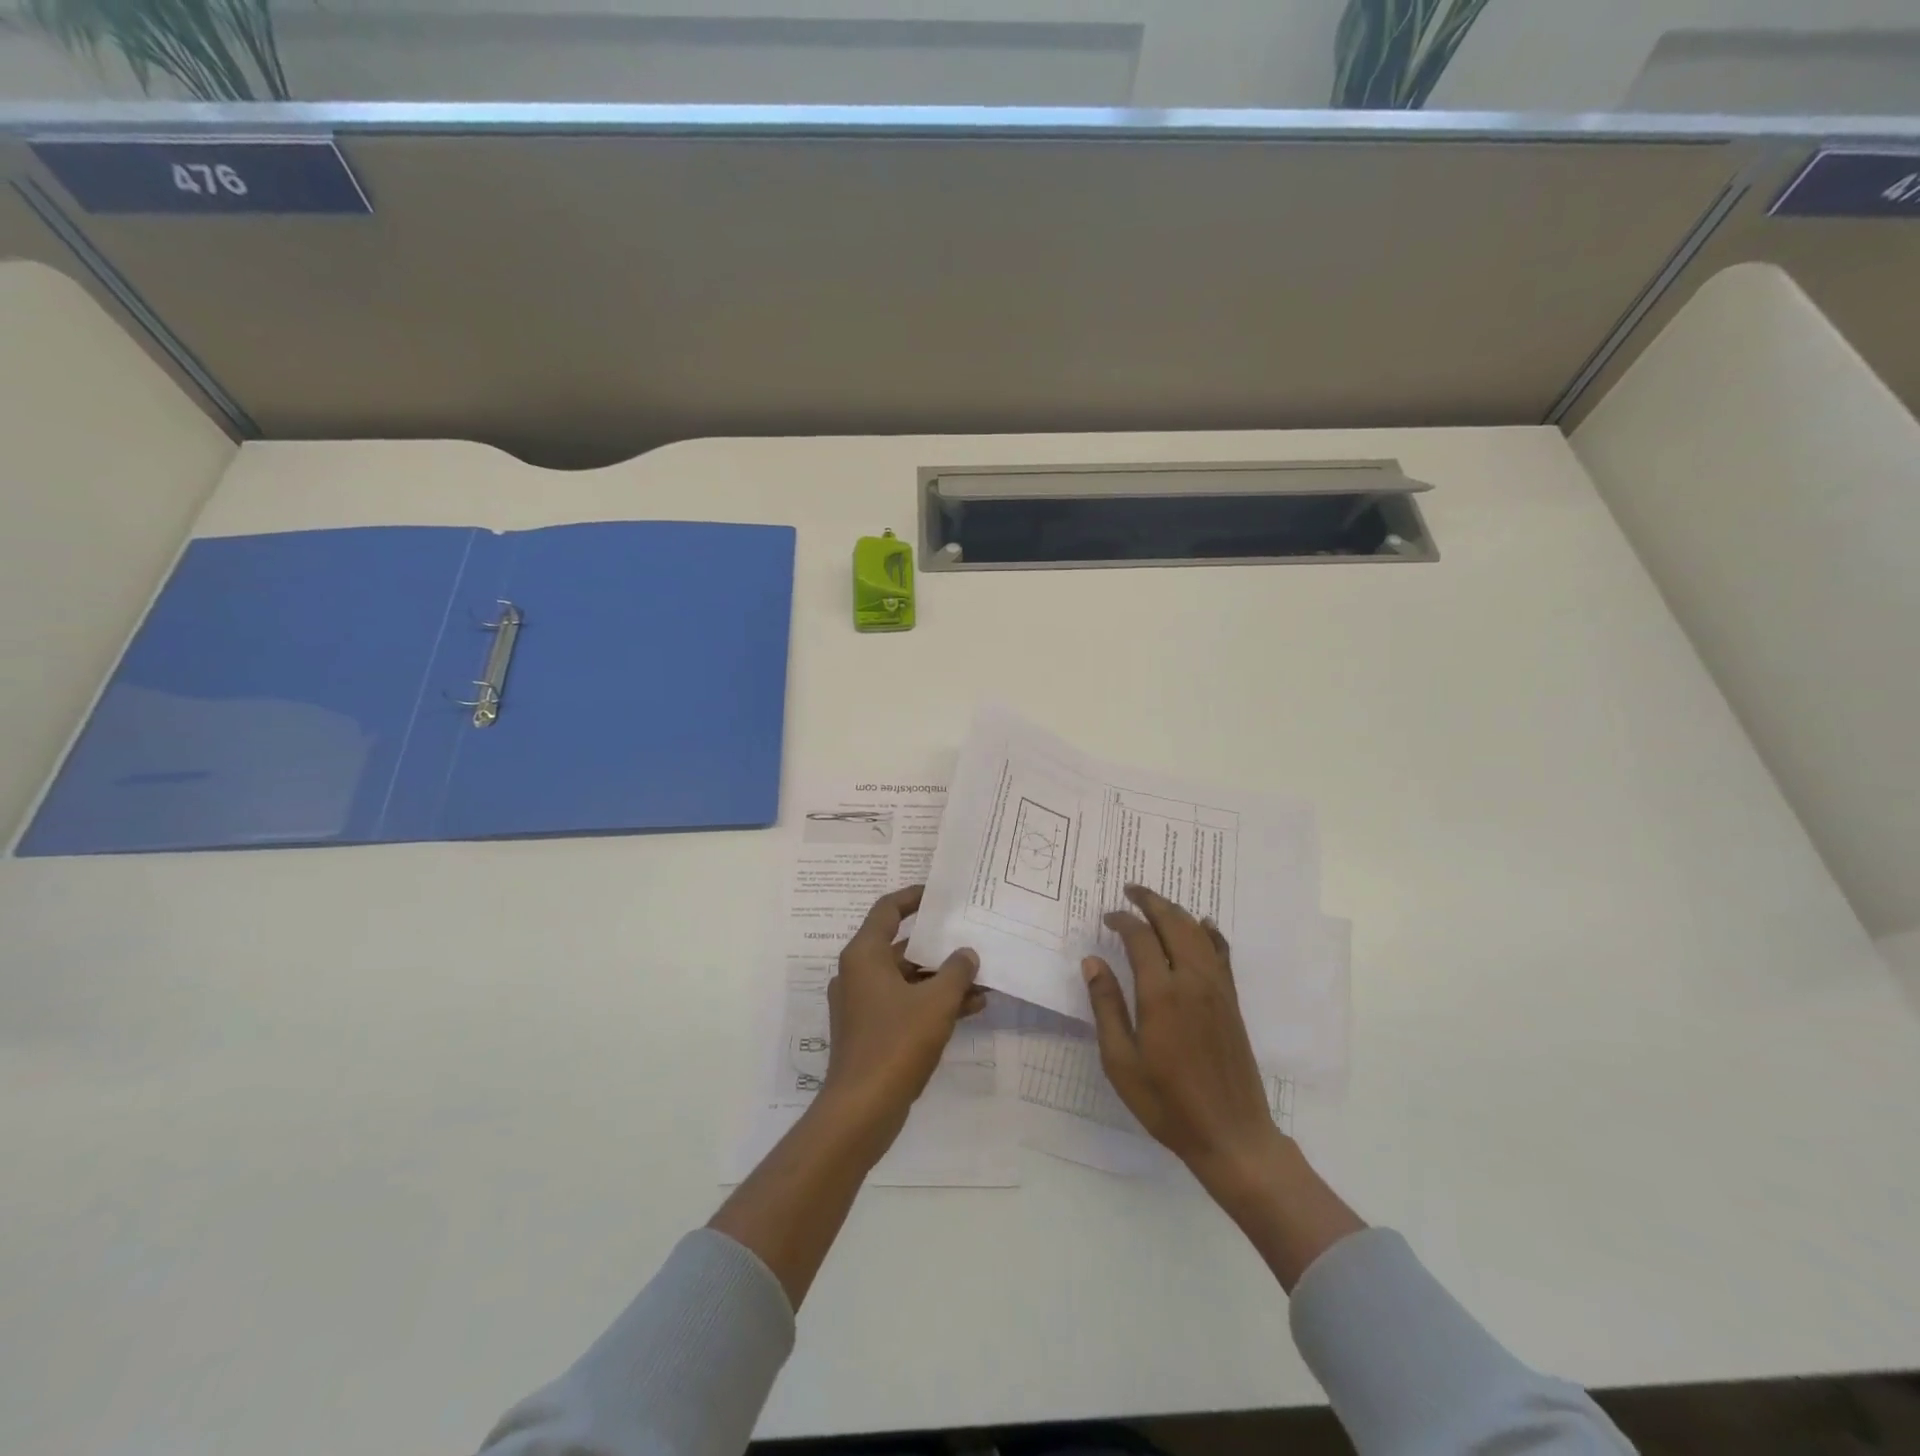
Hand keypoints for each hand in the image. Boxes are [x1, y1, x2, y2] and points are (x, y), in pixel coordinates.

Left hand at [820, 885, 983, 1151]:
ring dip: (941, 978)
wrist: (862, 1109)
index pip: (888, 910)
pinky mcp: (870, 1031)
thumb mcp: (936, 1002)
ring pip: (907, 979)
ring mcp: (862, 1005)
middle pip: (901, 947)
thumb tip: (966, 953)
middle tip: (970, 936)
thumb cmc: (897, 1042)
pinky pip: (905, 1004)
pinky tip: (971, 1008)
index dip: (913, 897)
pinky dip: (932, 1002)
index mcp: (864, 955)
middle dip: (939, 946)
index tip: (939, 893)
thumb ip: (956, 971)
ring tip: (982, 978)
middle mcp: (858, 974)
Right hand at [1083, 885, 1286, 1190]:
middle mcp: (1192, 981)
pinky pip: (1221, 953)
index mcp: (1161, 994)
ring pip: (1199, 933)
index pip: (1141, 938)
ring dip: (1177, 912)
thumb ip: (1107, 1006)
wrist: (1231, 1134)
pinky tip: (1204, 925)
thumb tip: (1092, 961)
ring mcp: (1218, 989)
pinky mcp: (1232, 1002)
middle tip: (1131, 890)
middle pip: (1174, 924)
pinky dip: (1210, 933)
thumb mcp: (1121, 1061)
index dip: (1123, 920)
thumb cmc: (1166, 1102)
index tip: (1107, 916)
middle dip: (1151, 902)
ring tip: (1157, 903)